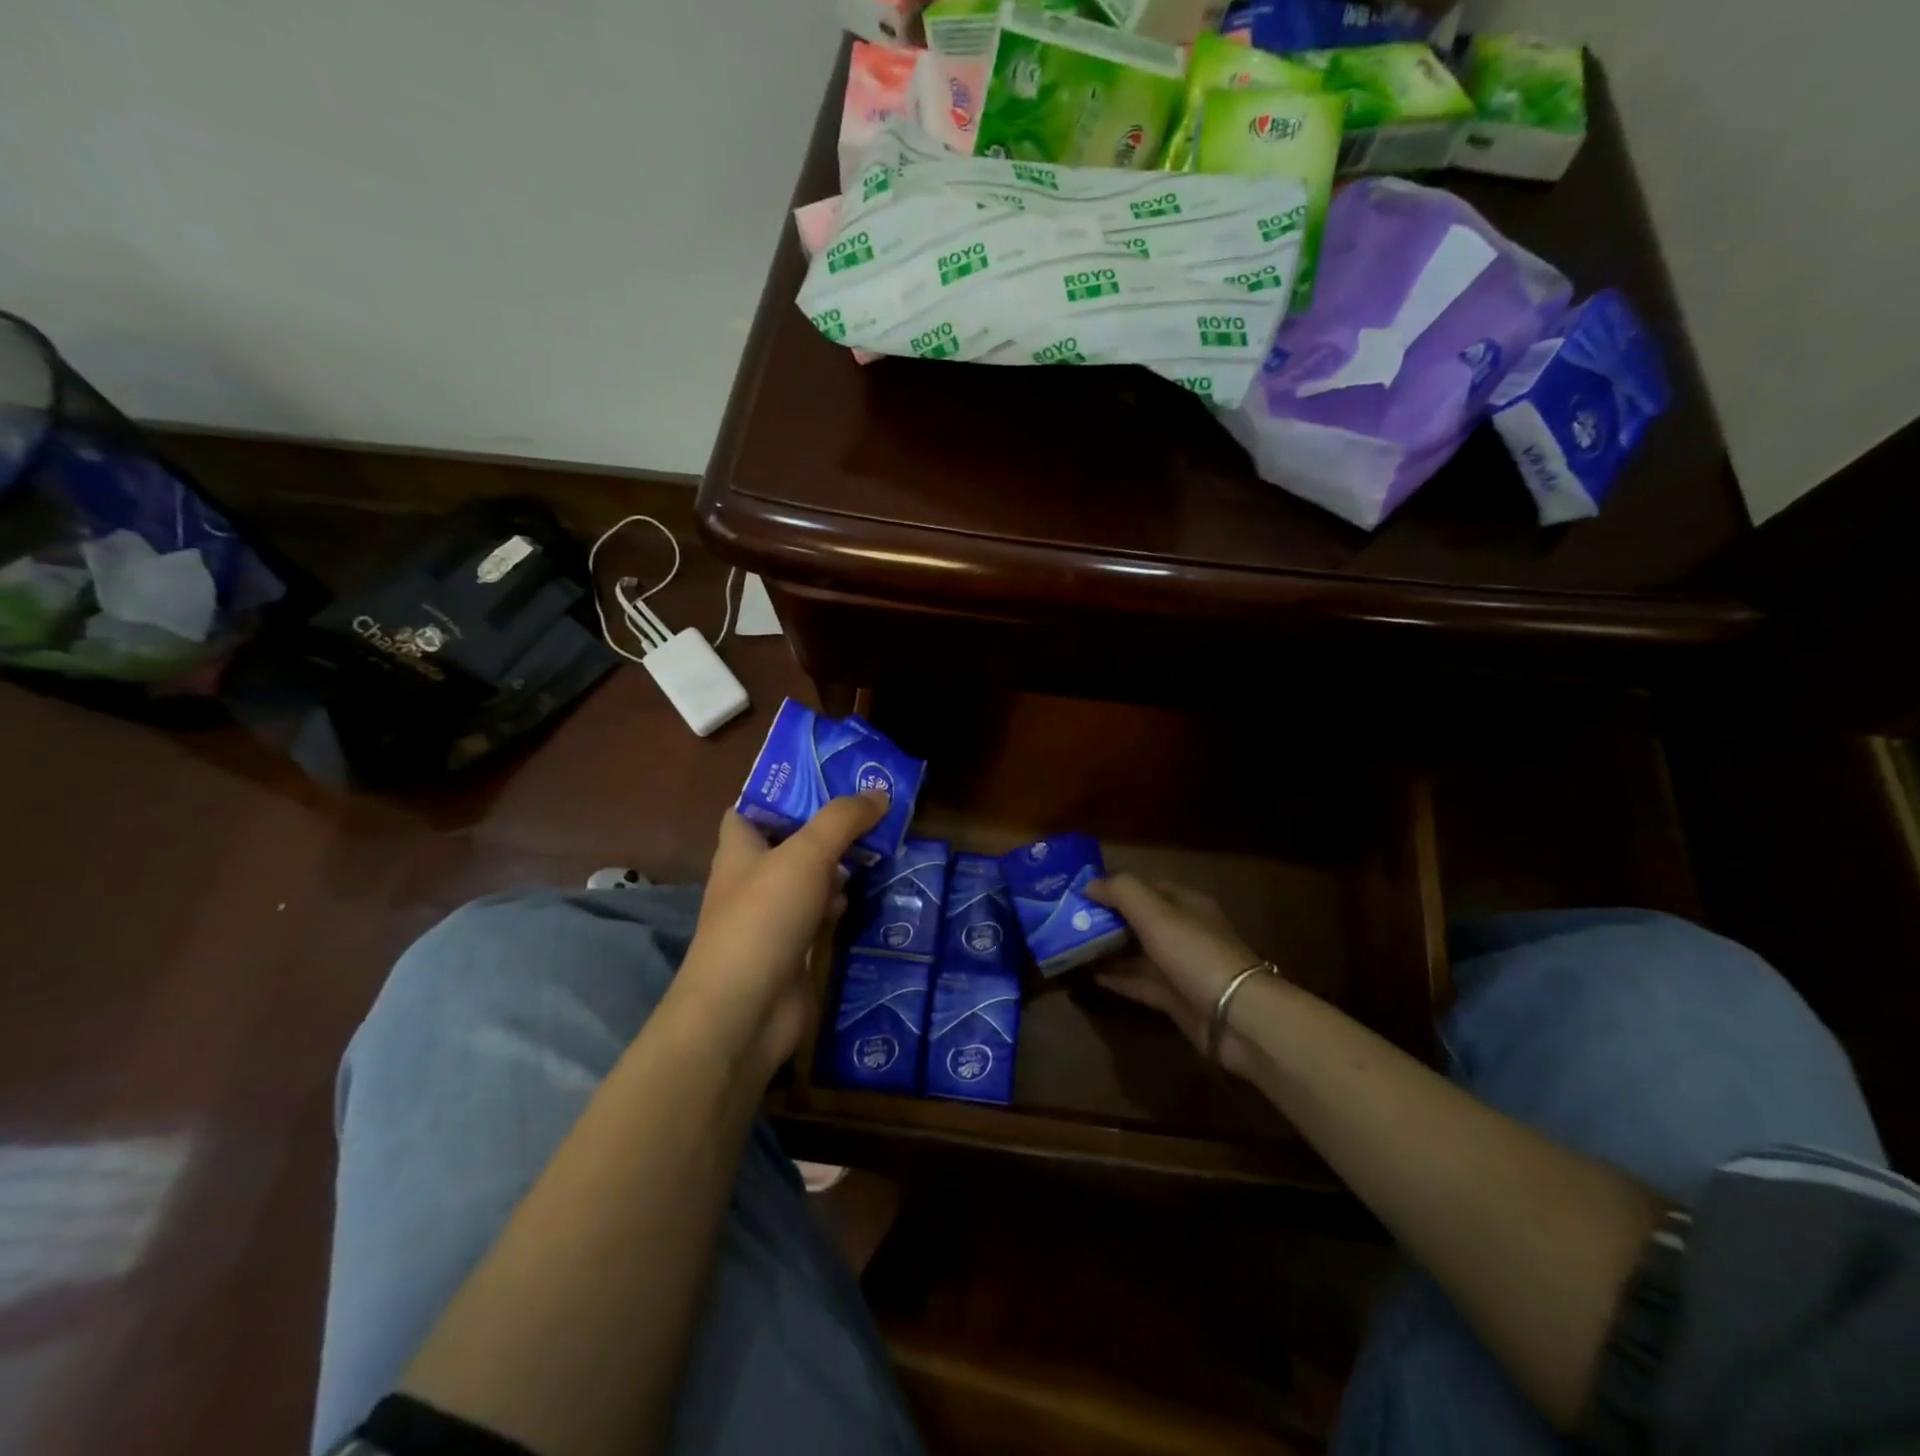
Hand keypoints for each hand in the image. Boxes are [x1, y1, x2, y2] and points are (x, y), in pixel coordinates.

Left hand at [675, 792, 888, 1077]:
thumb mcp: (806, 855)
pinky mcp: (792, 948)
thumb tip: (879, 792)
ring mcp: (771, 917)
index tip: (826, 778)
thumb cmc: (764, 918)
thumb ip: (843, 819)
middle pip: (790, 842)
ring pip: (809, 880)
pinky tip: (863, 897)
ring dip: (838, 867)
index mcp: (740, 849)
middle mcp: (752, 879)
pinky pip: (819, 915)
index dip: (782, 792)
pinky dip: (839, 905)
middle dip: (826, 828)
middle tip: (870, 811)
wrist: (744, 1011)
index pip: (752, 808)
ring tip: (878, 847)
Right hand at [1084, 875, 1275, 1078]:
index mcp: (1185, 904)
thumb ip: (1122, 892)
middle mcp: (1183, 931)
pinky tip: (1090, 977)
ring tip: (1072, 947)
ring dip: (1108, 950)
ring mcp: (1180, 967)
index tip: (1079, 892)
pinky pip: (1139, 983)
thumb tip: (1089, 884)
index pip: (1145, 886)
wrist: (1235, 1016)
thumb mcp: (1156, 913)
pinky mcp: (1175, 998)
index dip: (1114, 886)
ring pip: (1137, 952)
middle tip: (1069, 920)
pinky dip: (1117, 979)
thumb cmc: (1194, 954)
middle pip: (1139, 919)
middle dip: (1107, 918)